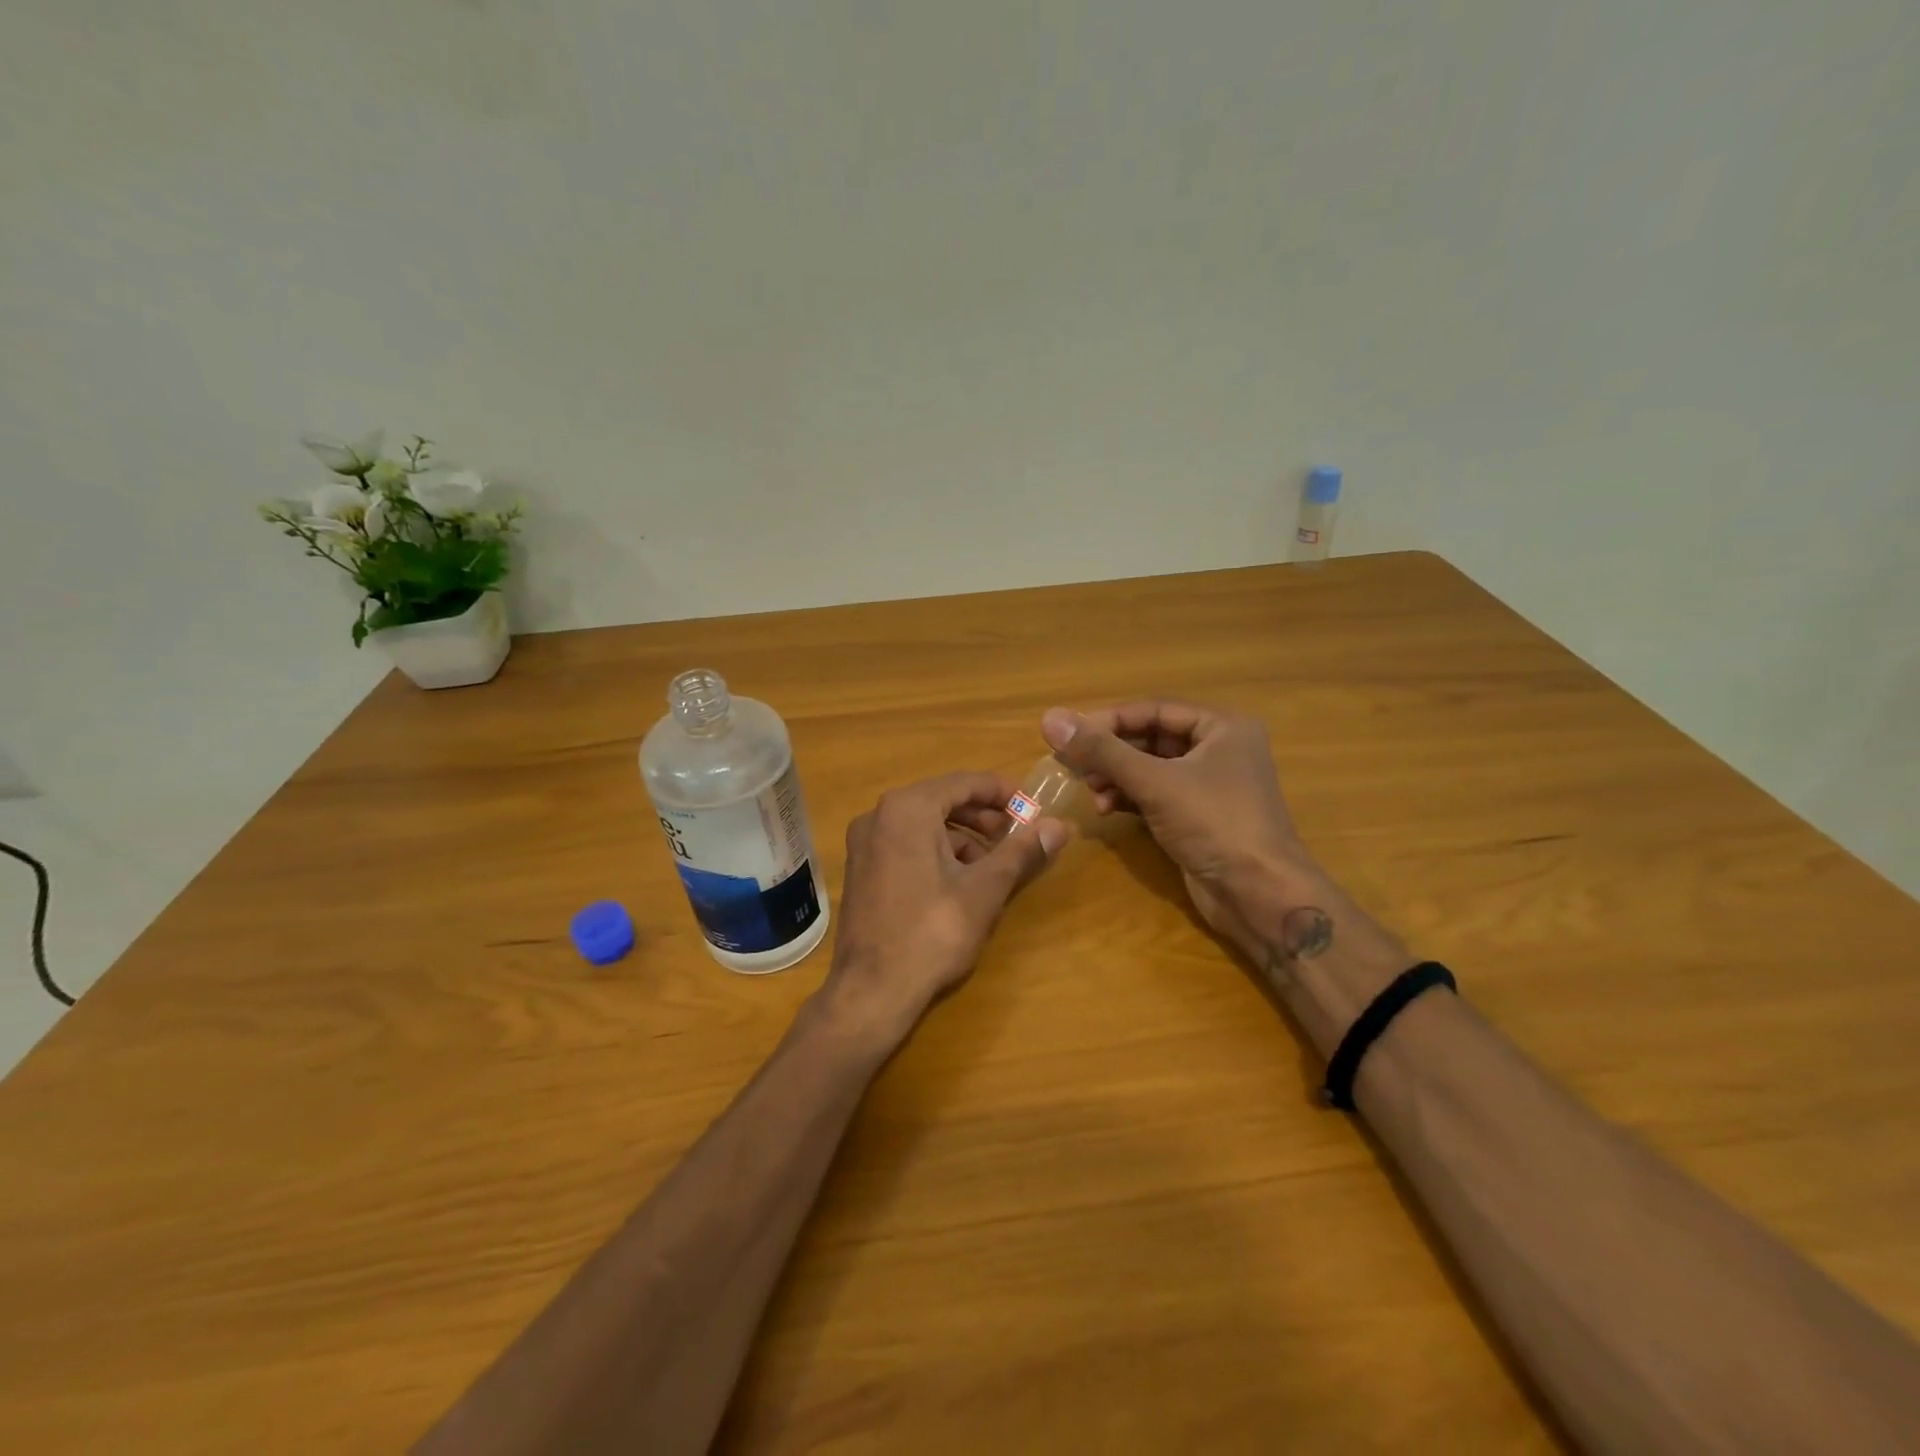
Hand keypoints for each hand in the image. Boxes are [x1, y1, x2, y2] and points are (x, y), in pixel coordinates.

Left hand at [820, 771, 1067, 1045]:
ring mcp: (864, 843)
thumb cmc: (932, 932)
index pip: (964, 782)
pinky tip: (959, 882)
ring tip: (993, 865)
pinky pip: (905, 844)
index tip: (1032, 808)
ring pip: (923, 824)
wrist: (870, 991)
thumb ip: (1021, 852)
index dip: (1002, 792)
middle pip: (942, 800)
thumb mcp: (984, 890)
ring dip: (962, 837)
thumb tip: (1059, 826)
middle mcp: (879, 815)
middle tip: (1016, 836)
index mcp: (907, 809)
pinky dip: (936, 852)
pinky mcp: (861, 869)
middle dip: (983, 817)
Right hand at [1040, 701, 1317, 959]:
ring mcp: (1211, 785)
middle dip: (1111, 753)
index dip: (1109, 720)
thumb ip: (1101, 750)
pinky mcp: (1199, 817)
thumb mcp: (1154, 782)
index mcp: (1223, 727)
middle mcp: (1220, 749)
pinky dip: (1129, 798)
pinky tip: (1105, 808)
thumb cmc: (1214, 824)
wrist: (1260, 895)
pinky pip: (1156, 795)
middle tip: (1073, 765)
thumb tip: (1050, 718)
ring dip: (1116, 777)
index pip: (1154, 710)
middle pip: (1151, 738)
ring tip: (1090, 792)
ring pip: (1151, 768)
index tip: (1070, 735)